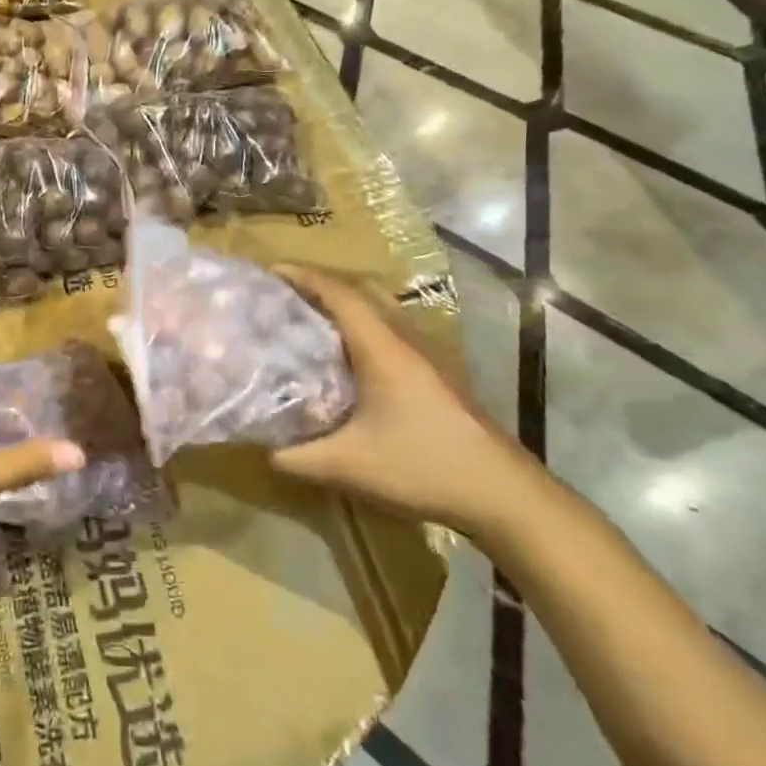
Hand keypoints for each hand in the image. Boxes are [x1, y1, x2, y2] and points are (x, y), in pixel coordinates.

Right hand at [268, 264, 541, 536]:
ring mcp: (427, 353)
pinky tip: (348, 352)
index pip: (339, 293)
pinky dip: (362, 322)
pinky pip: (391, 327)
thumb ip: (296, 458)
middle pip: (361, 290)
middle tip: (284, 291)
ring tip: (310, 314)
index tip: (270, 271)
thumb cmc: (423, 467)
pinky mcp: (437, 371)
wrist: (503, 493)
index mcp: (382, 348)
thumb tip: (261, 448)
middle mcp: (405, 339)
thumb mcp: (348, 466)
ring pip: (380, 307)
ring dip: (344, 300)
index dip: (303, 276)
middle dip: (320, 282)